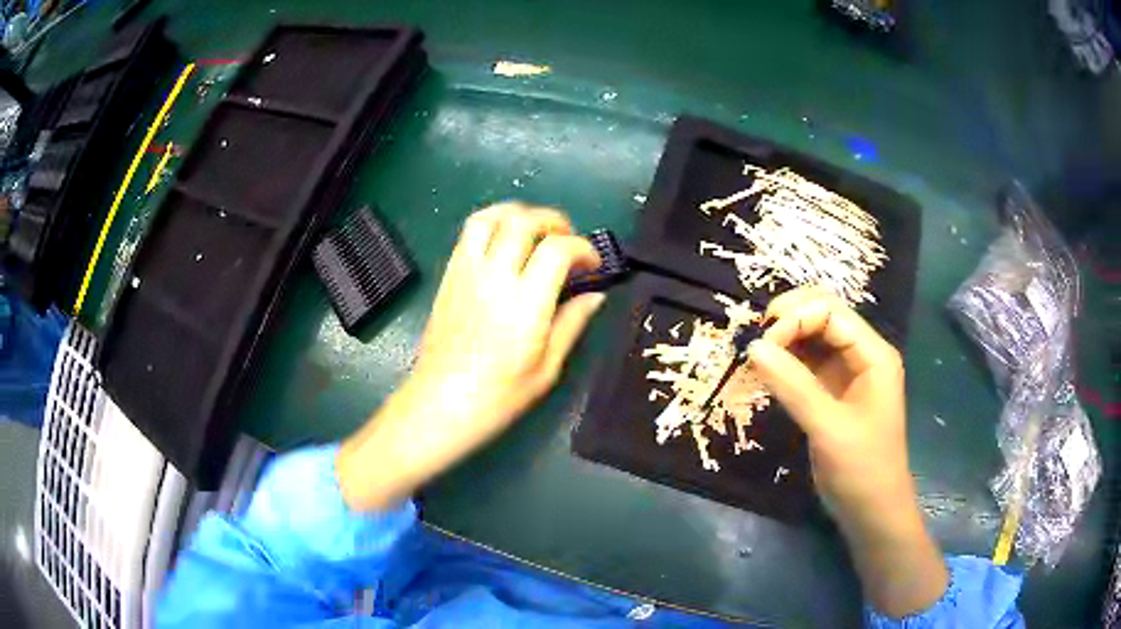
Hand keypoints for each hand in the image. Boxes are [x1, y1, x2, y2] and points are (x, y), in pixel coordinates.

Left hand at [412, 202, 603, 425]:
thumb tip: (595, 296)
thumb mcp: (547, 368)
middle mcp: (493, 278)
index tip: (593, 266)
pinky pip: (468, 233)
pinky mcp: (449, 276)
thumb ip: (572, 324)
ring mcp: (466, 272)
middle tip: (567, 242)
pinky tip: (505, 245)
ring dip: (519, 214)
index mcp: (524, 304)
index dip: (583, 249)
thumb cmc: (498, 396)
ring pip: (491, 217)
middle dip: (554, 222)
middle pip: (524, 222)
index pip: (557, 249)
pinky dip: (493, 224)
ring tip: (535, 232)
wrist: (440, 404)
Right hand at [747, 286, 947, 617]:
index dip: (794, 319)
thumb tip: (752, 347)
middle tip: (756, 345)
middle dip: (788, 321)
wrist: (872, 511)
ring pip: (812, 337)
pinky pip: (807, 363)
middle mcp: (862, 354)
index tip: (761, 347)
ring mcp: (848, 372)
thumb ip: (793, 386)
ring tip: (756, 359)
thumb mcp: (828, 428)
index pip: (830, 312)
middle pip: (822, 314)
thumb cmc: (861, 469)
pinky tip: (767, 373)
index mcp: (873, 354)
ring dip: (784, 340)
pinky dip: (786, 363)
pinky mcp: (833, 391)